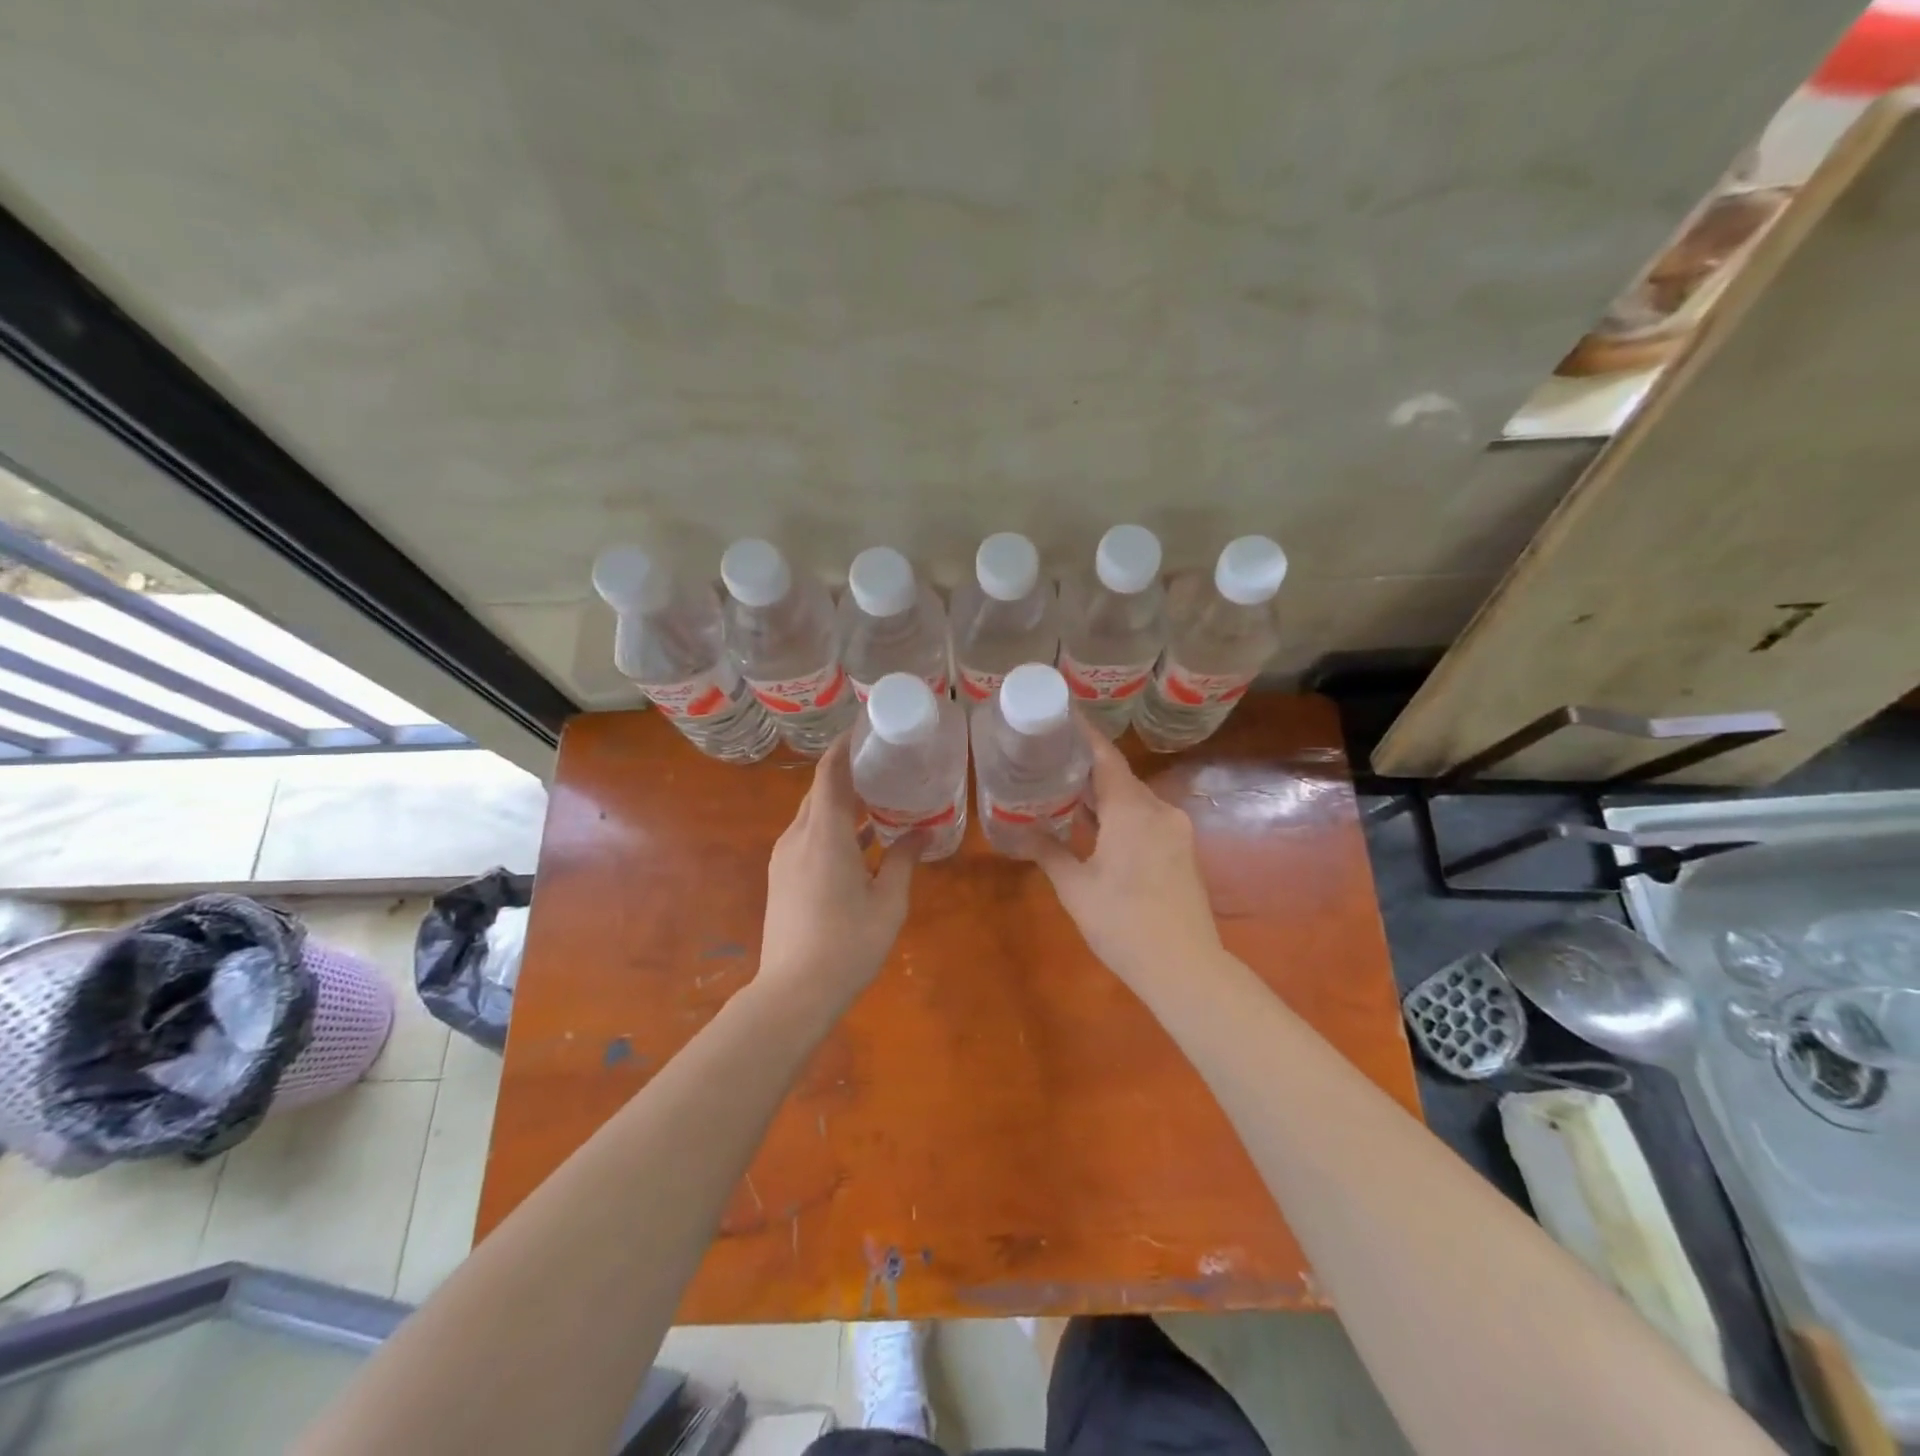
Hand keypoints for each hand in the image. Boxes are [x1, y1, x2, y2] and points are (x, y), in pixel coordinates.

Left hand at [758, 735, 918, 1007]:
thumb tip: (922, 832)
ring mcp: (785, 858)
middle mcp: (798, 837)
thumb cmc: (847, 945)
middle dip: (848, 774)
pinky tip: (861, 842)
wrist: (793, 993)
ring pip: (813, 816)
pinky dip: (833, 828)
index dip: (844, 747)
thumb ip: (904, 861)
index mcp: (824, 835)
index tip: (866, 730)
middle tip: (885, 765)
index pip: (829, 774)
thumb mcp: (888, 902)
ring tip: (880, 801)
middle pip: (820, 791)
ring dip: (842, 804)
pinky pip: (808, 837)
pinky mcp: (782, 877)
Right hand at [1020, 718, 1222, 986]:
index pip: (1106, 757)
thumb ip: (1048, 852)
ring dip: (1102, 794)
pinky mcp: (1181, 850)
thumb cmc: (1123, 923)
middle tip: (1049, 759)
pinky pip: (1145, 818)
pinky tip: (1095, 826)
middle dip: (1086, 767)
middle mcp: (1158, 810)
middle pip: (1119, 776)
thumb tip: (1017, 832)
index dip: (1084, 734)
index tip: (1061, 716)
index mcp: (1132, 810)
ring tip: (1064, 790)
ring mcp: (1175, 830)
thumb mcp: (1076, 888)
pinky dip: (1119, 815)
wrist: (1185, 967)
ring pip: (1133, 799)